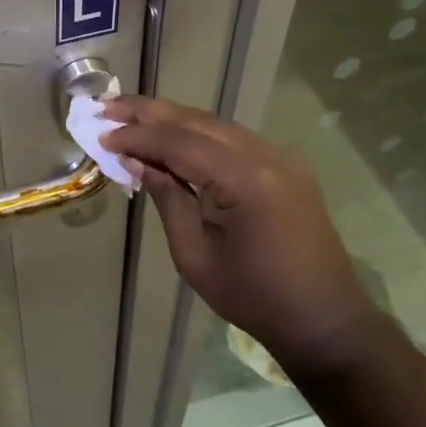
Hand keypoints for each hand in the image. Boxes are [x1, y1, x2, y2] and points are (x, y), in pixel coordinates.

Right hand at [101, 96, 384, 369]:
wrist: (323, 319)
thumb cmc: (252, 296)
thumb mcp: (194, 254)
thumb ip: (167, 198)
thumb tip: (136, 161)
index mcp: (244, 179)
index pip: (179, 142)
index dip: (138, 136)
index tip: (102, 134)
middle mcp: (265, 155)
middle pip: (197, 121)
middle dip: (150, 112)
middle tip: (109, 106)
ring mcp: (280, 157)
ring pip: (216, 124)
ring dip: (173, 119)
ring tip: (132, 116)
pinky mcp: (285, 166)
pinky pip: (233, 138)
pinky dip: (199, 133)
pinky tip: (173, 136)